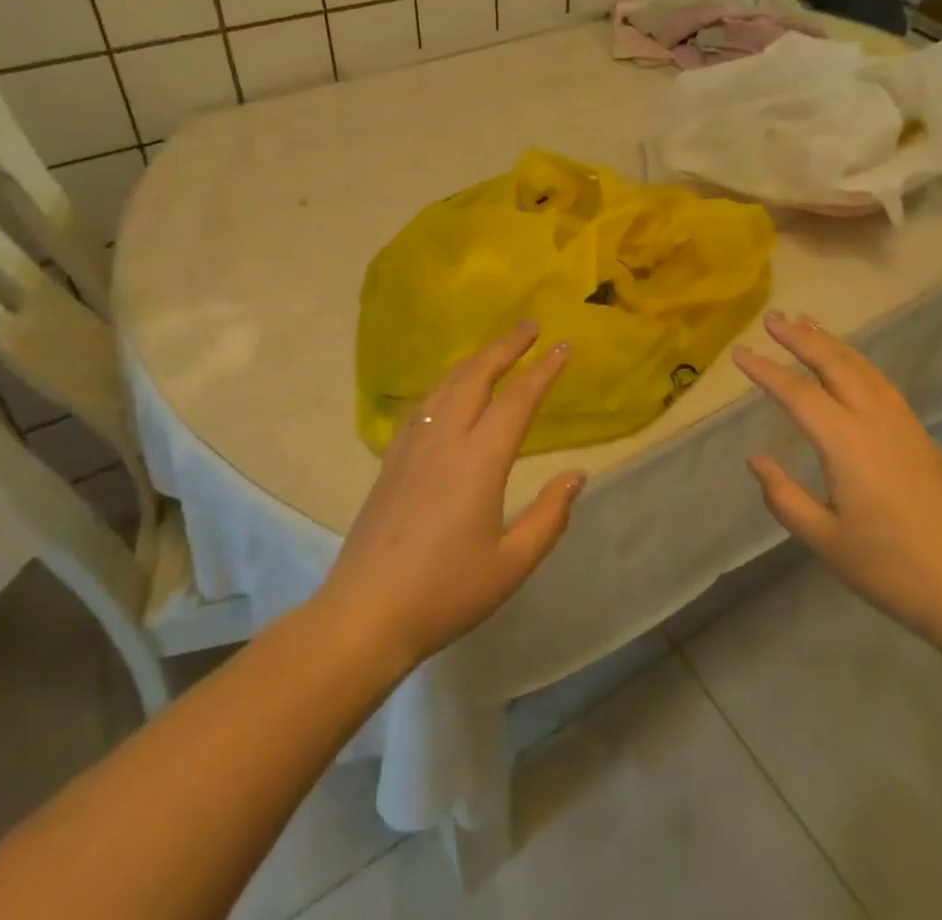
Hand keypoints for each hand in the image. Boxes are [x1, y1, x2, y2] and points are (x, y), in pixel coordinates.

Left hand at [318, 325, 584, 669]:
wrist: (365, 614)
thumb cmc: (445, 593)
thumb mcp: (511, 565)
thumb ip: (549, 517)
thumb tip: (576, 475)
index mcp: (479, 460)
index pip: (518, 400)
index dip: (543, 371)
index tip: (563, 346)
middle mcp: (445, 439)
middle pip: (477, 376)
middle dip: (506, 347)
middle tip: (530, 327)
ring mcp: (412, 446)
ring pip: (446, 385)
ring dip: (475, 360)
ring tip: (496, 350)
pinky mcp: (391, 459)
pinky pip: (423, 405)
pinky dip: (446, 384)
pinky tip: (449, 390)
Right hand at [735, 312, 941, 649]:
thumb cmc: (893, 570)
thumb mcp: (826, 542)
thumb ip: (784, 497)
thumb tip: (757, 460)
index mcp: (847, 443)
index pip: (797, 393)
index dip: (765, 370)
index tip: (738, 352)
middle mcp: (876, 420)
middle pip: (834, 363)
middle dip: (800, 337)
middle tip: (772, 319)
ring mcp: (904, 424)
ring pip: (862, 367)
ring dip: (830, 342)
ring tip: (805, 324)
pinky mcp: (921, 435)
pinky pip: (880, 382)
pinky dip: (855, 361)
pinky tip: (847, 365)